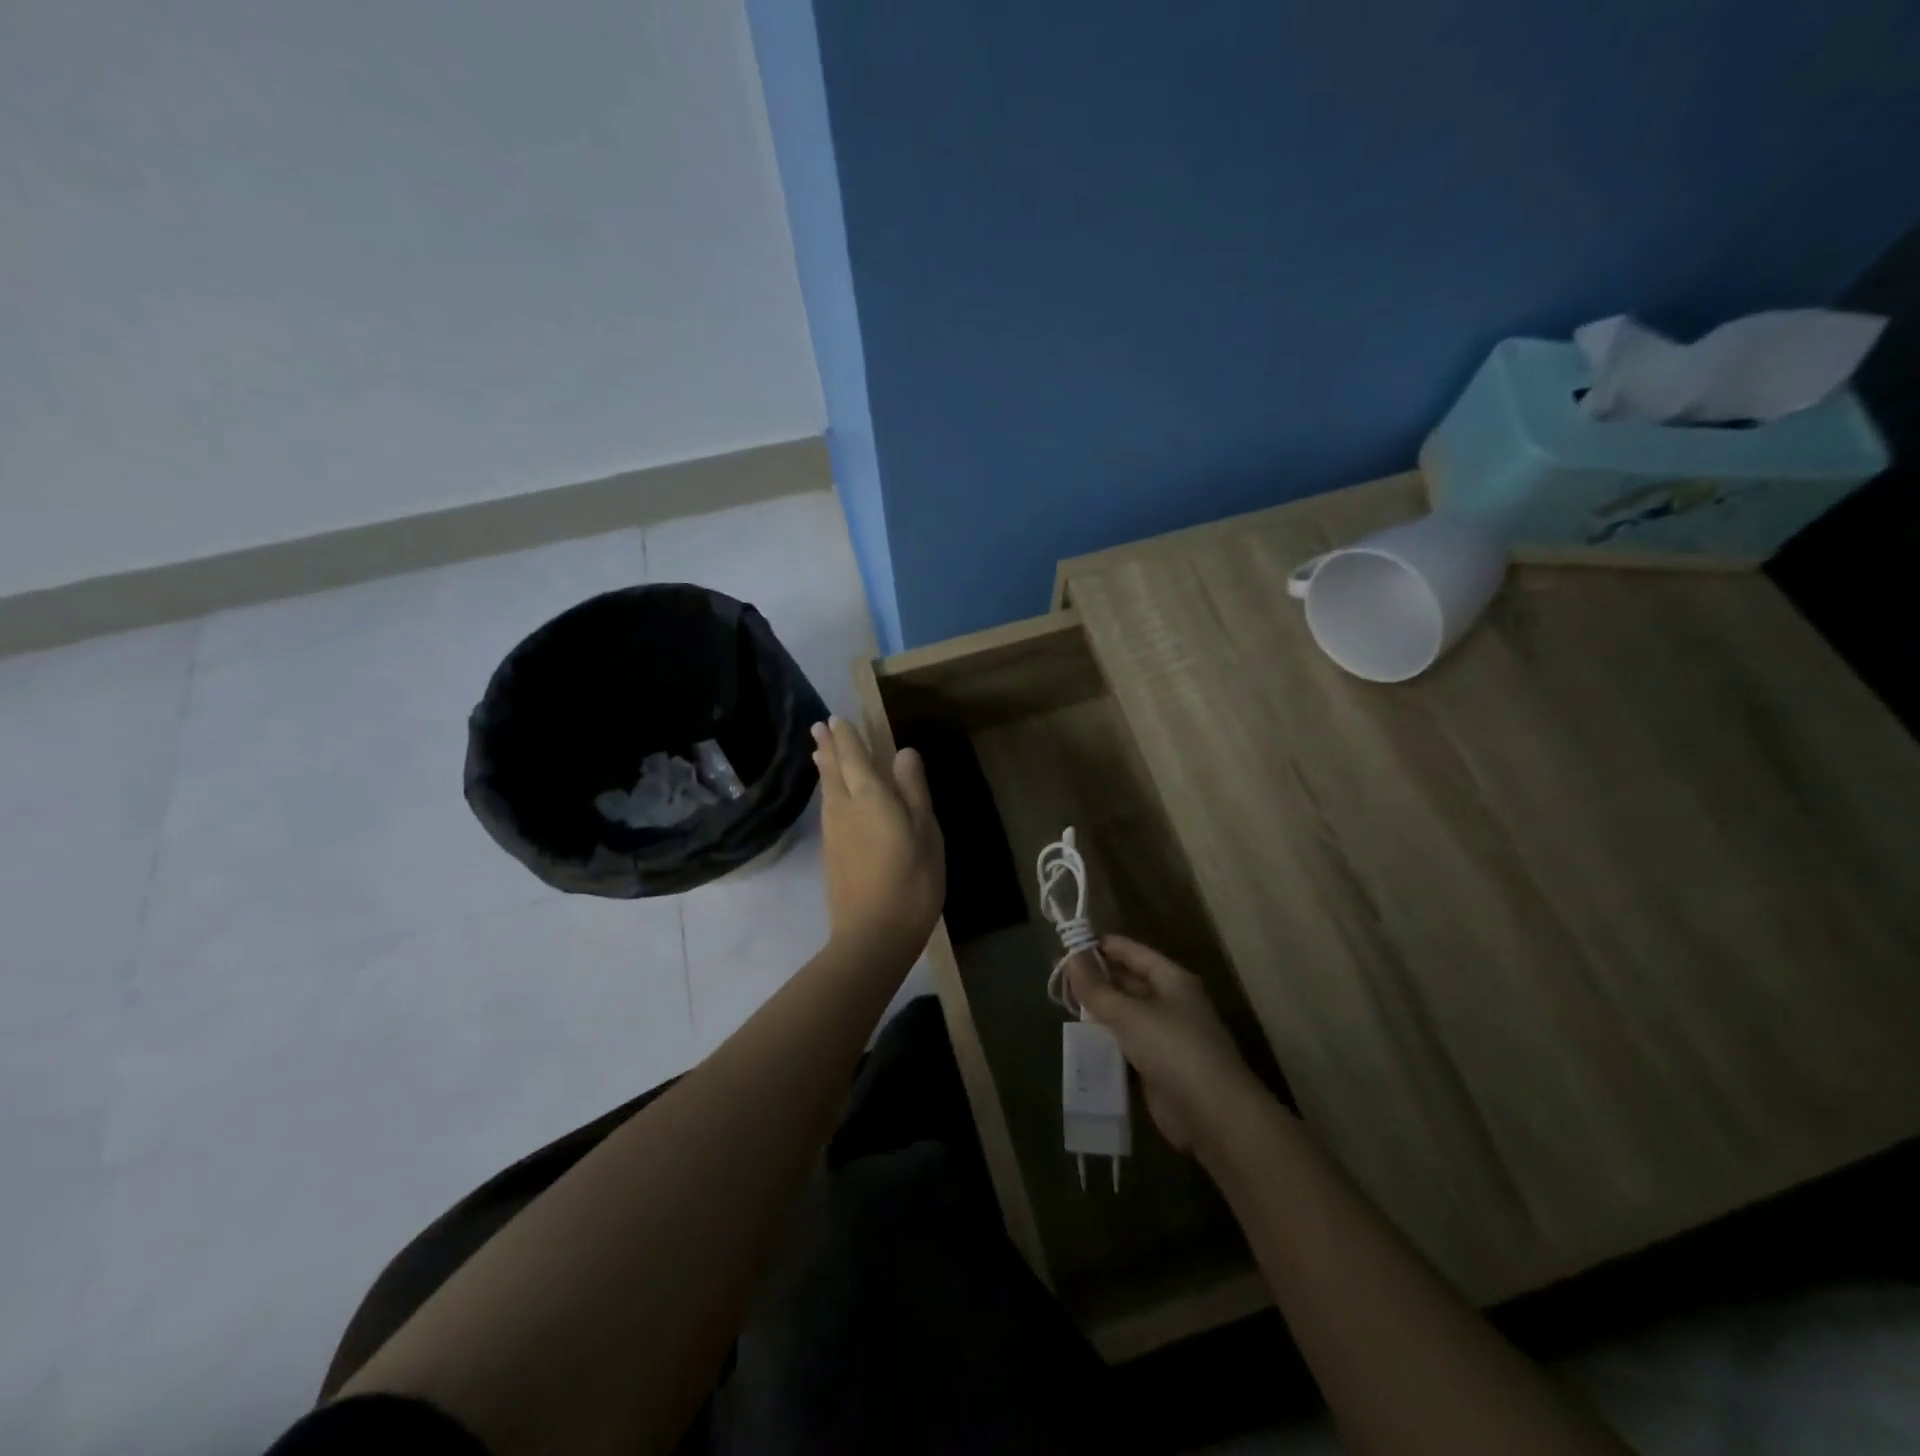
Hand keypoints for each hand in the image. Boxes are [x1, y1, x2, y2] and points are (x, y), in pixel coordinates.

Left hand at [811, 718, 944, 967]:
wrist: (872, 935)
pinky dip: (827, 791)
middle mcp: (844, 808)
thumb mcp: (925, 832)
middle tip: (818, 727)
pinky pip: (827, 808)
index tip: (836, 718)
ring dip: (825, 768)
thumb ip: (913, 790)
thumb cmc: (910, 880)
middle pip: (833, 770)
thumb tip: (904, 752)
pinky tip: (830, 796)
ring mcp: (833, 833)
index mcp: (870, 797)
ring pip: (827, 790)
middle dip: (828, 747)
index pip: (854, 757)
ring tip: (820, 752)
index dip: (847, 736)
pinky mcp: (831, 854)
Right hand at [1068, 935, 1266, 1152]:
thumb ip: (1097, 989)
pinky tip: (1082, 1036)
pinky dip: (1107, 1037)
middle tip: (1059, 975)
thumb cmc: (1173, 1049)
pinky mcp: (1159, 1065)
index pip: (1134, 952)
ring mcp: (1167, 1035)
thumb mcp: (1129, 1014)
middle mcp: (1172, 1002)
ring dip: (1101, 1008)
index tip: (1070, 944)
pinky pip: (1128, 1041)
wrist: (1212, 1114)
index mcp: (1173, 980)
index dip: (1103, 947)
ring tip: (1063, 1001)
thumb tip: (1070, 959)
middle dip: (1098, 977)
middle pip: (1130, 981)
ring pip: (1127, 1012)